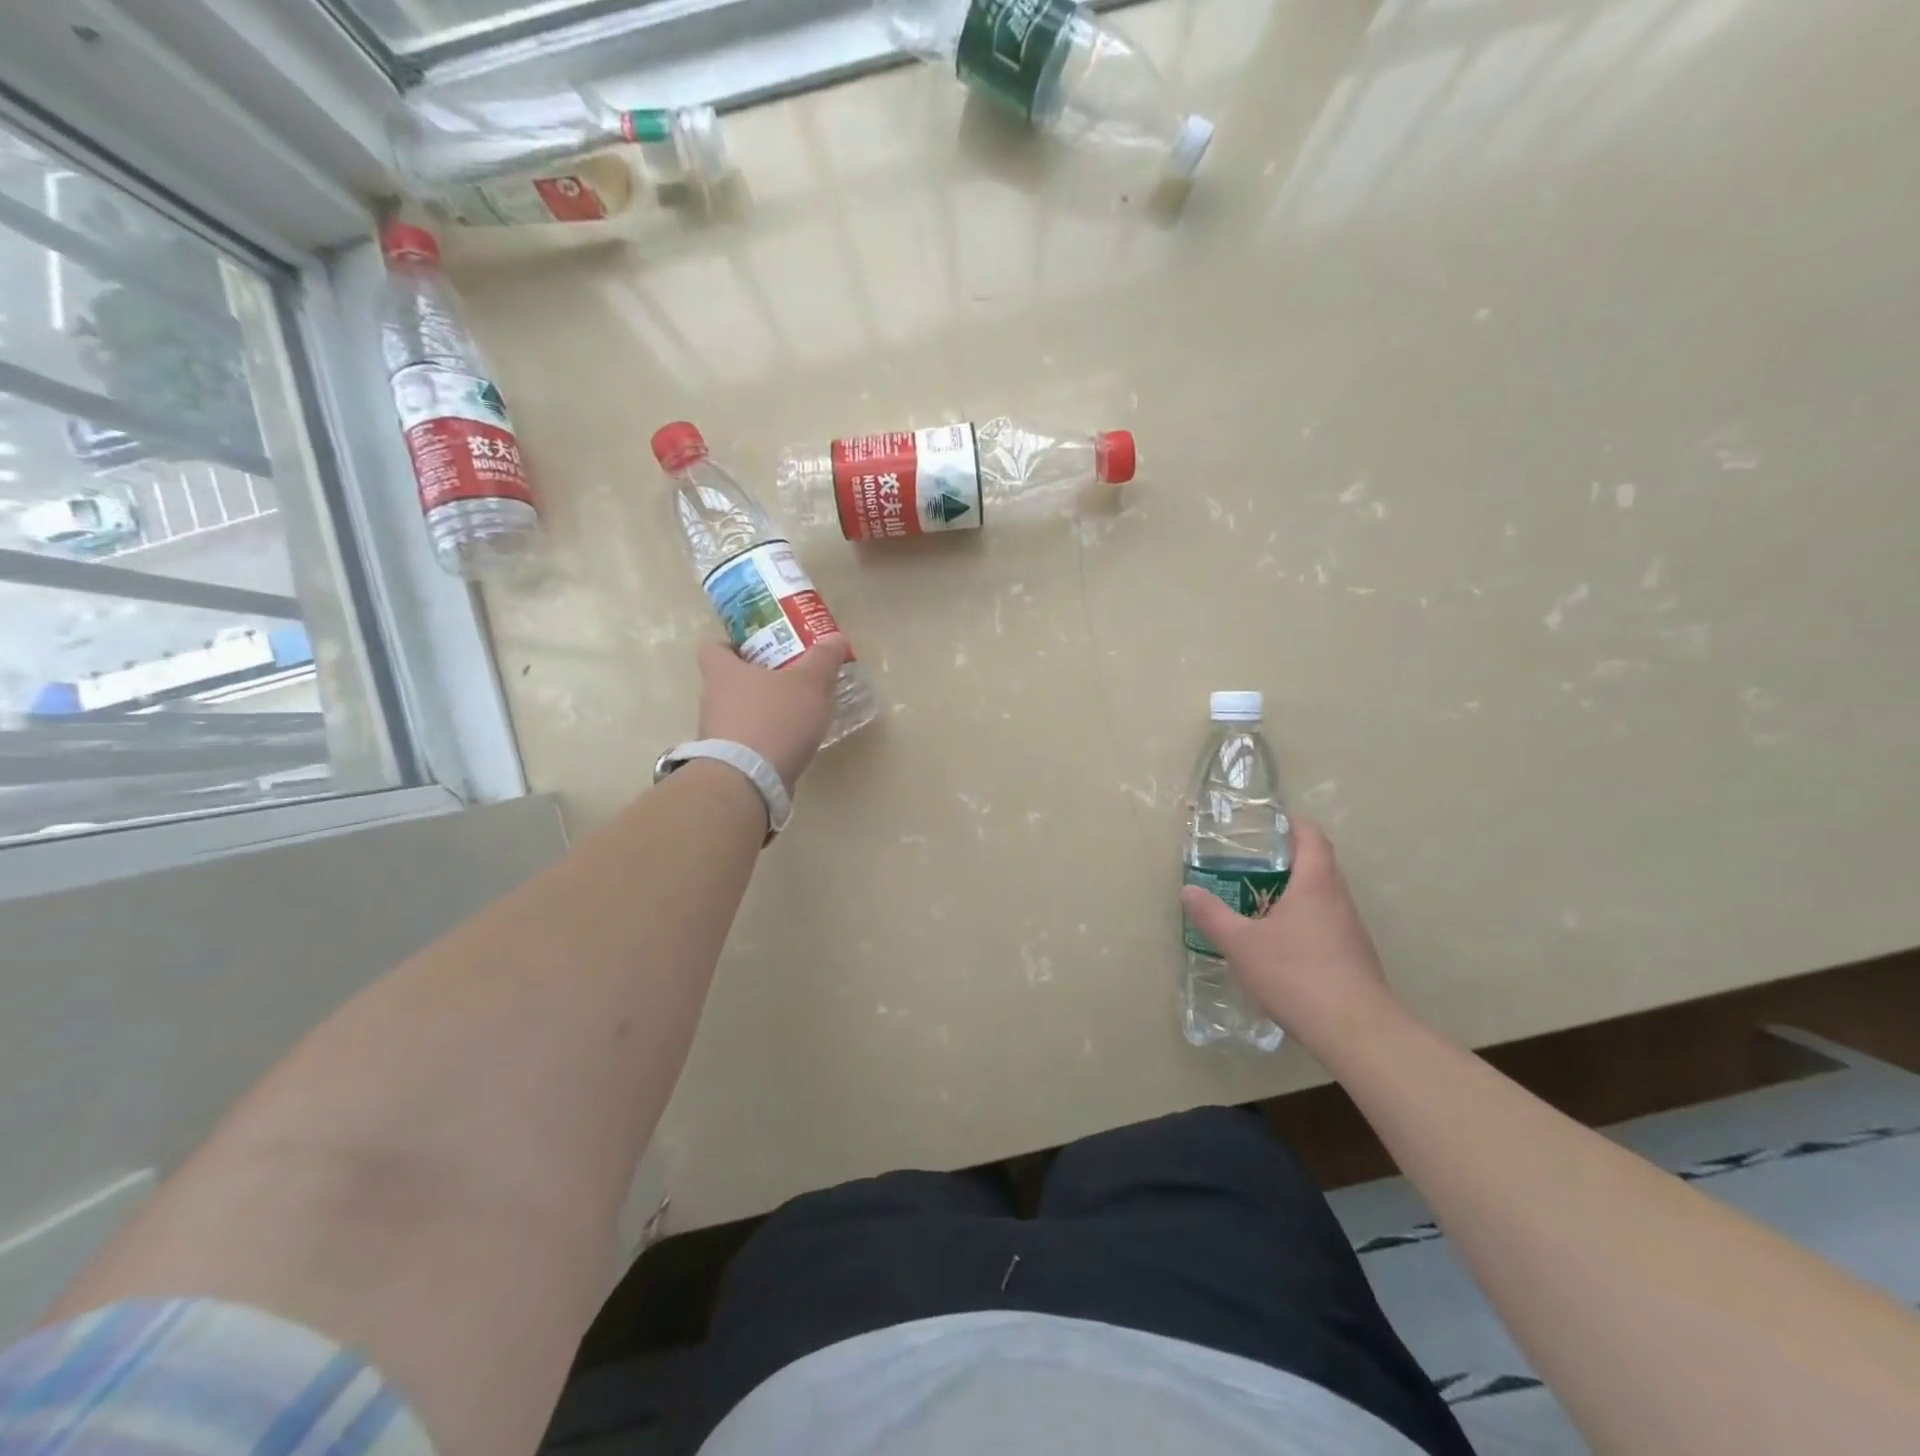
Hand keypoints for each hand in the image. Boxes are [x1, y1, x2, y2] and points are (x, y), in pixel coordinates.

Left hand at [697, 637, 849, 789]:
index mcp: (723, 671)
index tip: (759, 651)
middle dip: (757, 680)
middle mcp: (711, 699)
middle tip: (789, 680)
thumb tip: (835, 638)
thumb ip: (823, 659)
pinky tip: (789, 745)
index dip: (733, 646)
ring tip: (795, 716)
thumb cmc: (775, 719)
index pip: (713, 648)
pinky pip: (745, 741)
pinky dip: (764, 741)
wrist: (748, 781)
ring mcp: (715, 733)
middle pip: (729, 681)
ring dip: (761, 713)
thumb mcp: (810, 683)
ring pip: (737, 713)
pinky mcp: (725, 762)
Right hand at [1179, 821, 1403, 1058]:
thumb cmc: (1296, 974)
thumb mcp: (1241, 944)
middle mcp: (1338, 899)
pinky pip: (1325, 925)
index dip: (1291, 824)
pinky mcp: (1353, 958)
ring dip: (1292, 894)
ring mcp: (1350, 930)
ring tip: (1256, 903)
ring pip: (1321, 898)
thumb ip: (1213, 915)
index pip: (1311, 837)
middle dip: (1284, 860)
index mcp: (1315, 883)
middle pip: (1317, 865)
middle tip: (1248, 864)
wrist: (1356, 1031)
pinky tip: (1278, 946)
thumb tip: (1188, 890)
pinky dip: (1302, 923)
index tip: (1266, 823)